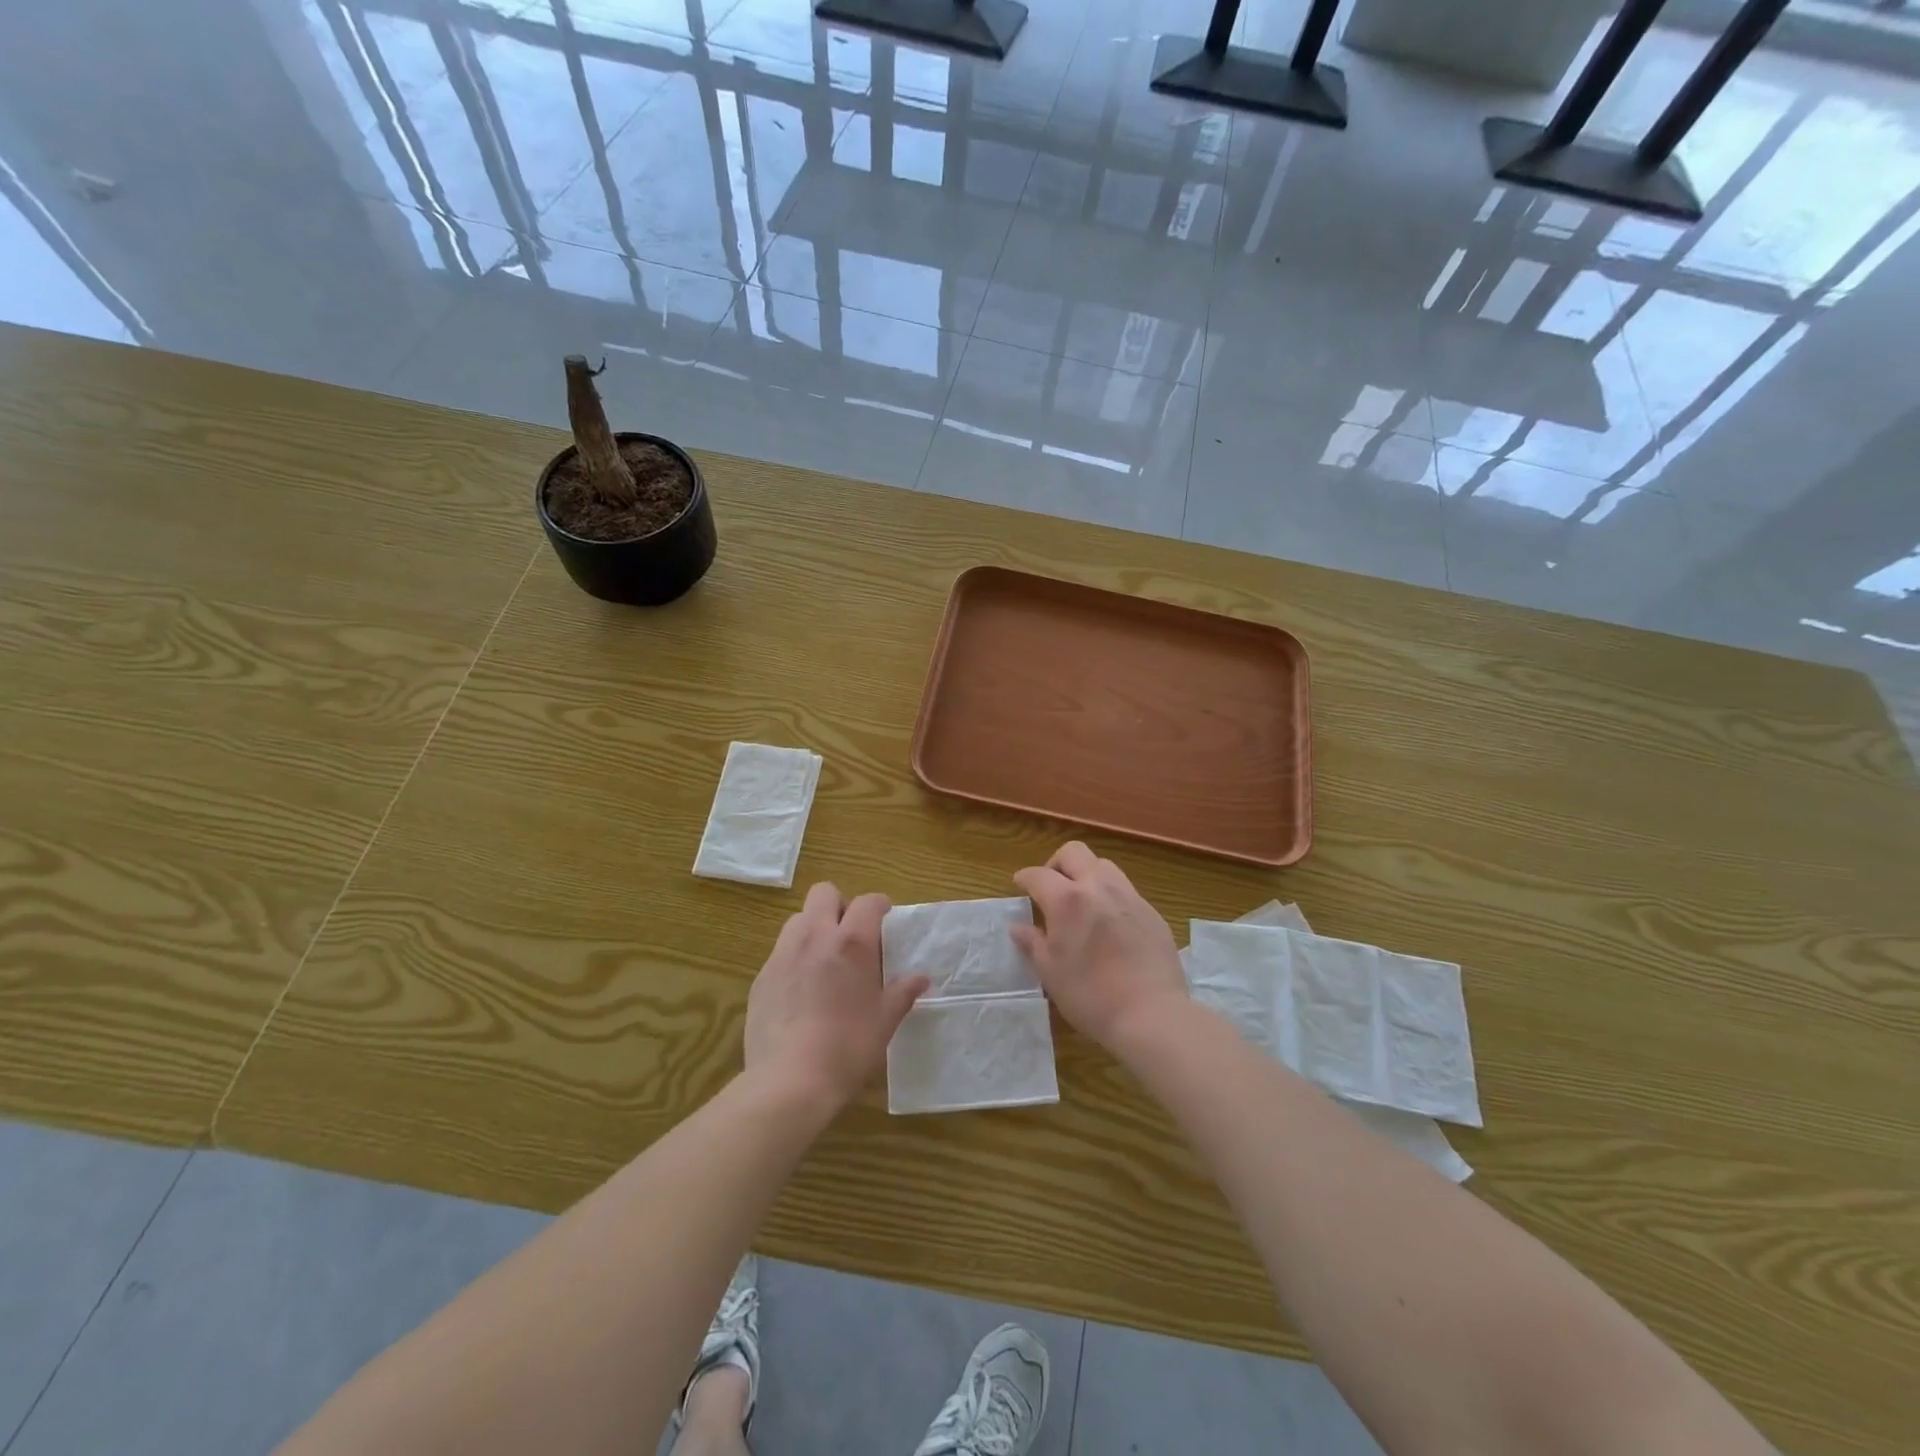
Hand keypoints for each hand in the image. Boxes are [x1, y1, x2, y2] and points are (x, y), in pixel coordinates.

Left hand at [745, 883, 927, 1112]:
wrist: (789, 1082)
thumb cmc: (848, 1048)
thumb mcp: (885, 1022)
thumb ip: (902, 993)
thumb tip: (921, 978)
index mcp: (851, 943)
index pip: (868, 901)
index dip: (879, 905)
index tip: (885, 920)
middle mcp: (815, 937)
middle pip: (824, 893)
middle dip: (840, 905)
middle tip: (851, 936)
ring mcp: (783, 954)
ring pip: (798, 918)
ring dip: (814, 928)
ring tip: (824, 961)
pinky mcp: (761, 977)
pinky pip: (780, 952)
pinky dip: (794, 958)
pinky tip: (801, 993)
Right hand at [1012, 842, 1187, 1053]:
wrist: (1152, 1014)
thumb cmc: (1090, 995)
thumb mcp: (1051, 972)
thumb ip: (1033, 943)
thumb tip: (1018, 927)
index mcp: (1068, 900)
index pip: (1038, 875)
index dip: (1024, 878)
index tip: (1019, 885)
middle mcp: (1099, 887)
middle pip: (1074, 853)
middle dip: (1056, 864)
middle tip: (1051, 889)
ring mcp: (1130, 896)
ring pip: (1103, 865)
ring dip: (1086, 875)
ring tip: (1082, 903)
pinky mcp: (1152, 912)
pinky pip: (1126, 890)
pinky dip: (1110, 897)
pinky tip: (1109, 925)